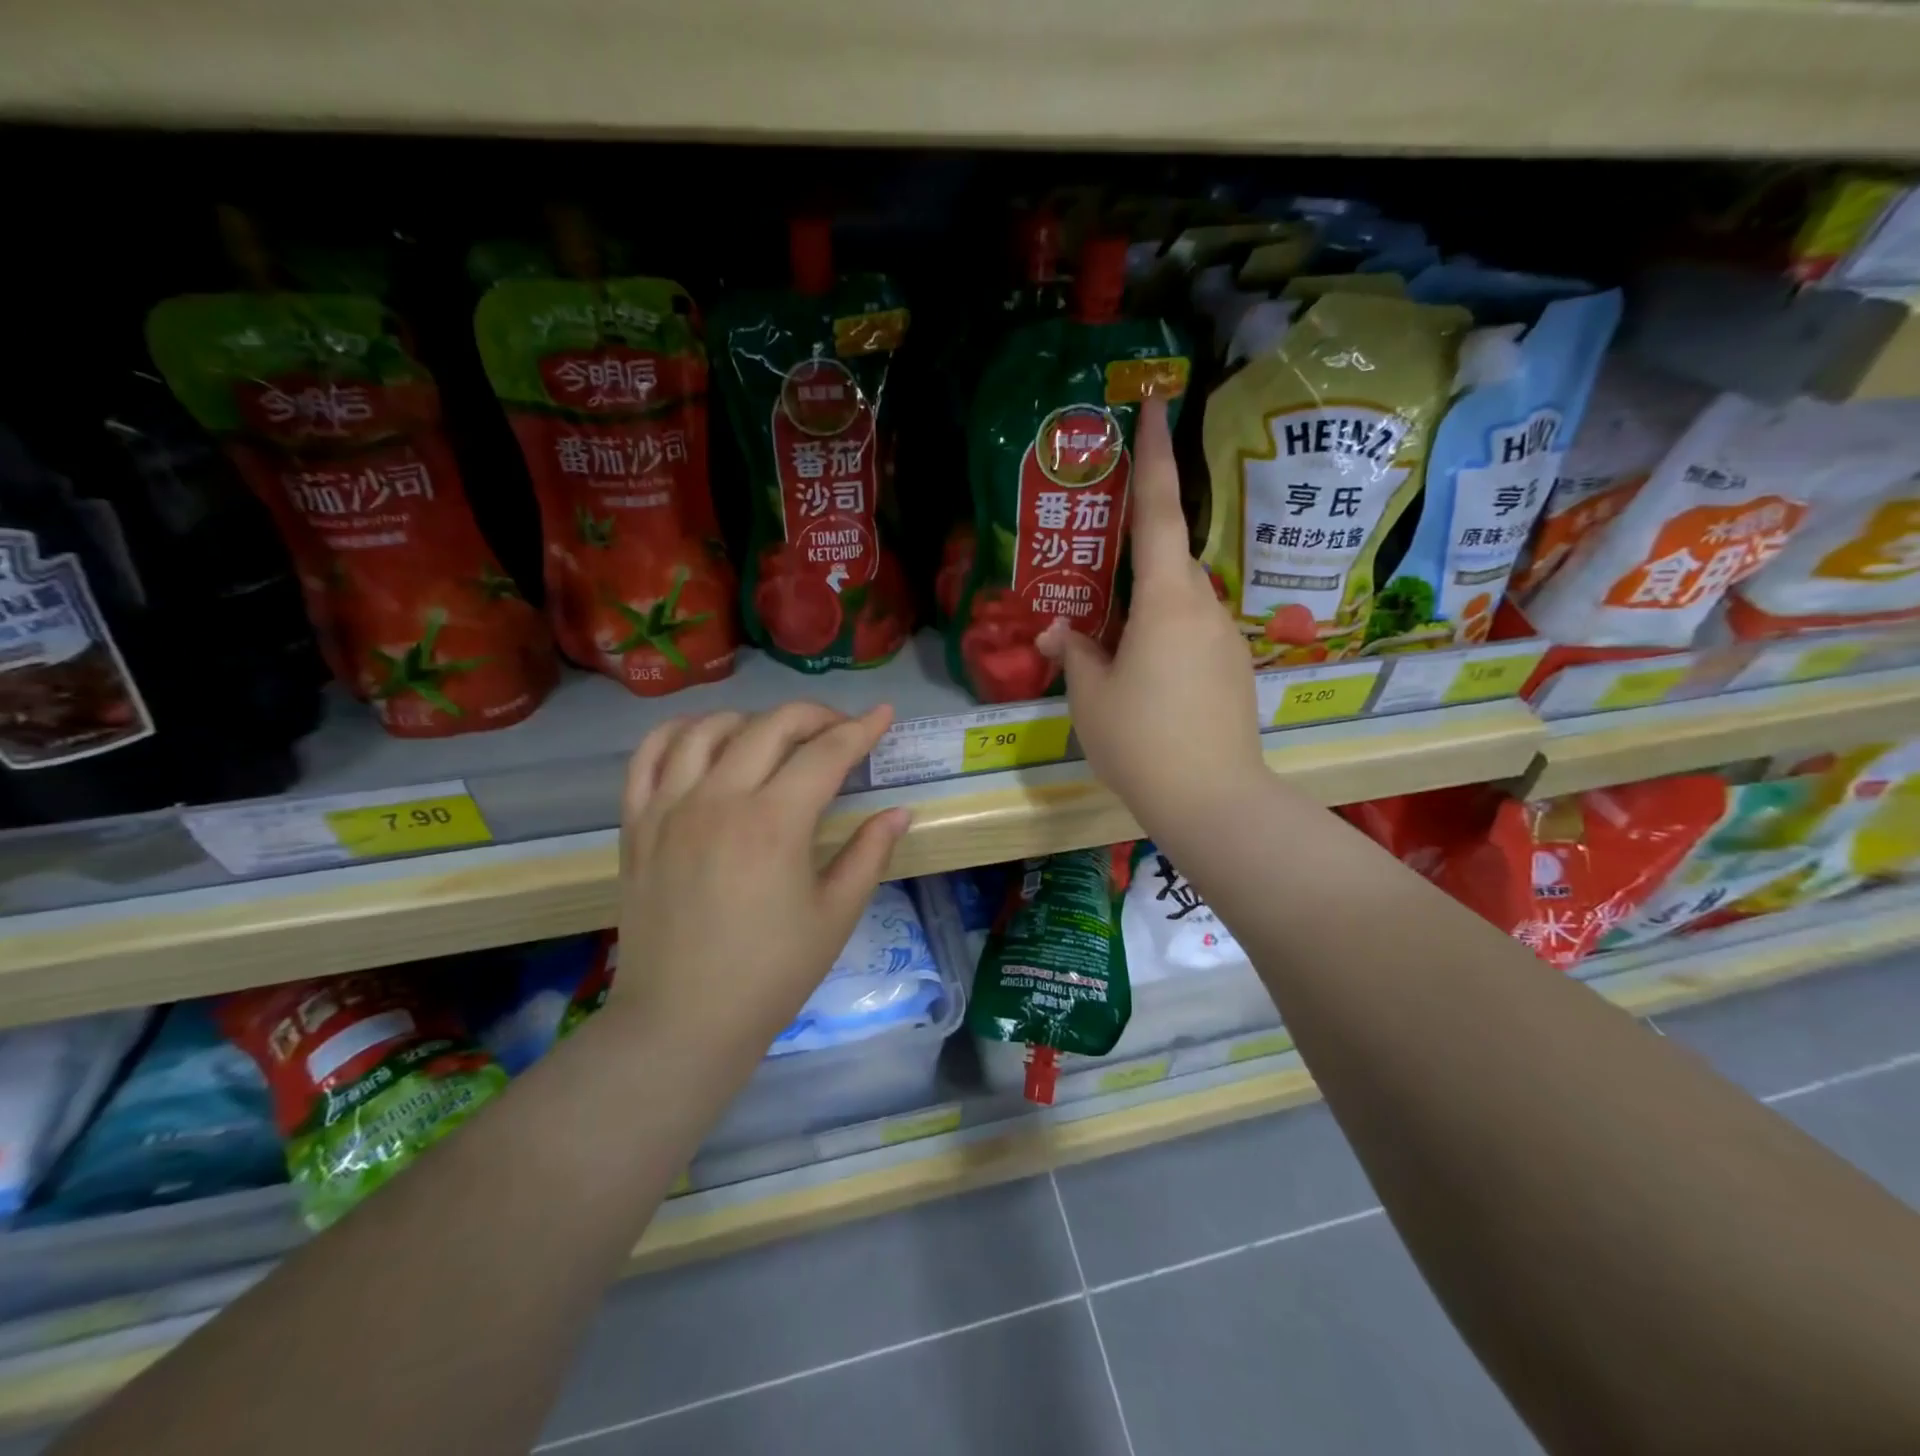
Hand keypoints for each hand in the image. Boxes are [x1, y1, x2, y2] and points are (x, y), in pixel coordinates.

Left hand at [611, 704, 910, 1064]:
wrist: (682, 1021)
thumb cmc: (770, 974)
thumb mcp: (835, 916)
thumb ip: (869, 854)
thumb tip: (899, 812)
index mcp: (774, 823)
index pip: (826, 753)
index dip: (861, 729)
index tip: (883, 714)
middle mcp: (719, 799)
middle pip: (771, 726)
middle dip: (815, 716)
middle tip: (840, 731)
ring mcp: (670, 807)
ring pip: (709, 728)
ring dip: (751, 720)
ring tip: (775, 738)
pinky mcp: (636, 823)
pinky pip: (649, 755)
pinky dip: (678, 733)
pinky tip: (704, 740)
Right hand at [1037, 395, 1264, 835]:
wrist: (1214, 801)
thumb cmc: (1142, 741)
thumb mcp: (1091, 697)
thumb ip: (1076, 653)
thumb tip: (1062, 632)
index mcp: (1166, 600)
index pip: (1159, 511)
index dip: (1155, 456)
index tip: (1157, 404)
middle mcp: (1204, 607)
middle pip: (1169, 562)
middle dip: (1138, 558)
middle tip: (1102, 574)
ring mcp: (1226, 639)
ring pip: (1180, 603)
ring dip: (1148, 609)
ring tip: (1115, 648)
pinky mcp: (1234, 670)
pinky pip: (1193, 635)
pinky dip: (1166, 640)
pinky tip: (1146, 681)